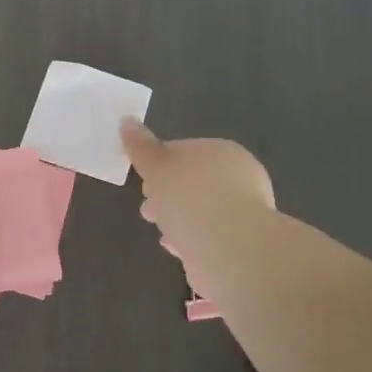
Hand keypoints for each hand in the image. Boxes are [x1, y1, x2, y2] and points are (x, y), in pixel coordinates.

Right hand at [120, 119, 274, 294]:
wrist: (231, 251)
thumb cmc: (191, 199)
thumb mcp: (157, 168)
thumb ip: (141, 147)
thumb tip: (127, 121)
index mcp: (222, 151)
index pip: (185, 150)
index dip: (159, 163)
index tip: (143, 179)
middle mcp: (239, 177)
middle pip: (194, 180)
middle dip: (168, 193)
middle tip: (147, 207)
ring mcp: (244, 212)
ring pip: (201, 209)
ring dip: (179, 217)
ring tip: (159, 229)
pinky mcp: (241, 243)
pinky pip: (208, 235)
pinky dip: (191, 238)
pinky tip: (175, 247)